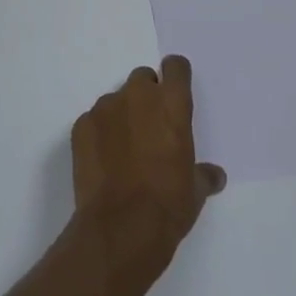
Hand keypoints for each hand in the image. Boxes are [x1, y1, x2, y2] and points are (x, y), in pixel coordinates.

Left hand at [72, 55, 226, 252]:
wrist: (120, 229)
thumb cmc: (168, 205)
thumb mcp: (195, 191)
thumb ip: (203, 174)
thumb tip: (214, 175)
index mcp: (172, 103)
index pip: (175, 67)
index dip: (175, 77)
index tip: (174, 94)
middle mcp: (138, 95)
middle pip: (143, 79)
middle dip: (146, 97)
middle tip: (149, 129)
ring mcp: (106, 108)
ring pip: (116, 100)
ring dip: (121, 116)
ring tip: (123, 152)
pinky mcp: (81, 125)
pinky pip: (94, 121)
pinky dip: (99, 135)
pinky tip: (103, 163)